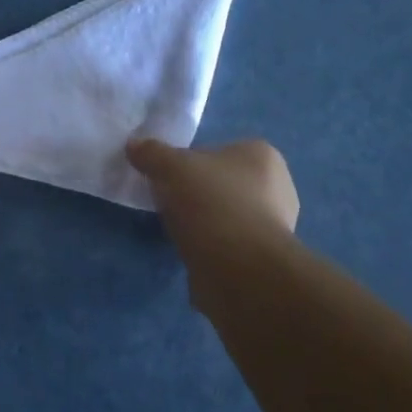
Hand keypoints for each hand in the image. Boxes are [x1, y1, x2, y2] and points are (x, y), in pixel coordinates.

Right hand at [126, 137, 299, 257]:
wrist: (238, 267)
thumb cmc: (212, 203)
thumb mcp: (172, 168)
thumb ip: (152, 153)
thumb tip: (134, 144)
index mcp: (263, 155)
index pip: (218, 150)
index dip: (188, 163)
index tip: (167, 179)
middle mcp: (278, 187)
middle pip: (222, 184)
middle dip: (197, 194)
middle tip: (170, 205)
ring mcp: (275, 226)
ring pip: (226, 215)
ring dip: (204, 223)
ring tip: (179, 233)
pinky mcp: (264, 259)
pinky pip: (230, 245)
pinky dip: (212, 248)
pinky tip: (195, 254)